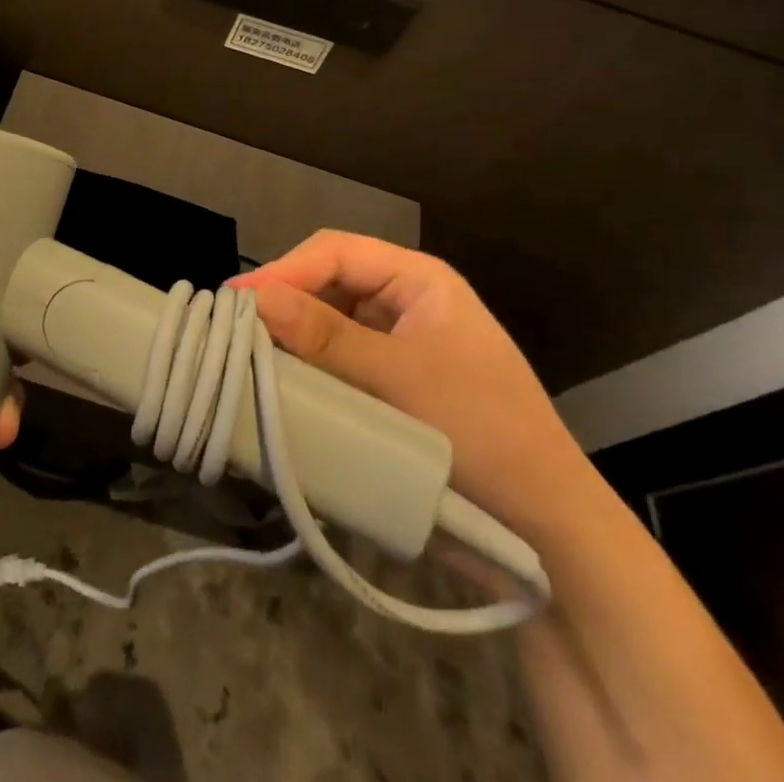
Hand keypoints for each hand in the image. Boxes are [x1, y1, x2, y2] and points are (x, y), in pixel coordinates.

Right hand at [231, 230, 589, 541]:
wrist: (547, 531)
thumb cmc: (484, 432)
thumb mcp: (400, 378)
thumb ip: (326, 336)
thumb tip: (255, 297)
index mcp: (418, 279)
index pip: (336, 252)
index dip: (284, 270)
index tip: (237, 302)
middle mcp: (404, 301)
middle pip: (328, 283)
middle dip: (285, 302)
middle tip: (236, 331)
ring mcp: (396, 344)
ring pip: (328, 324)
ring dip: (293, 338)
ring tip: (249, 355)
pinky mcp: (389, 384)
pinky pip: (337, 362)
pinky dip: (308, 369)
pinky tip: (282, 384)